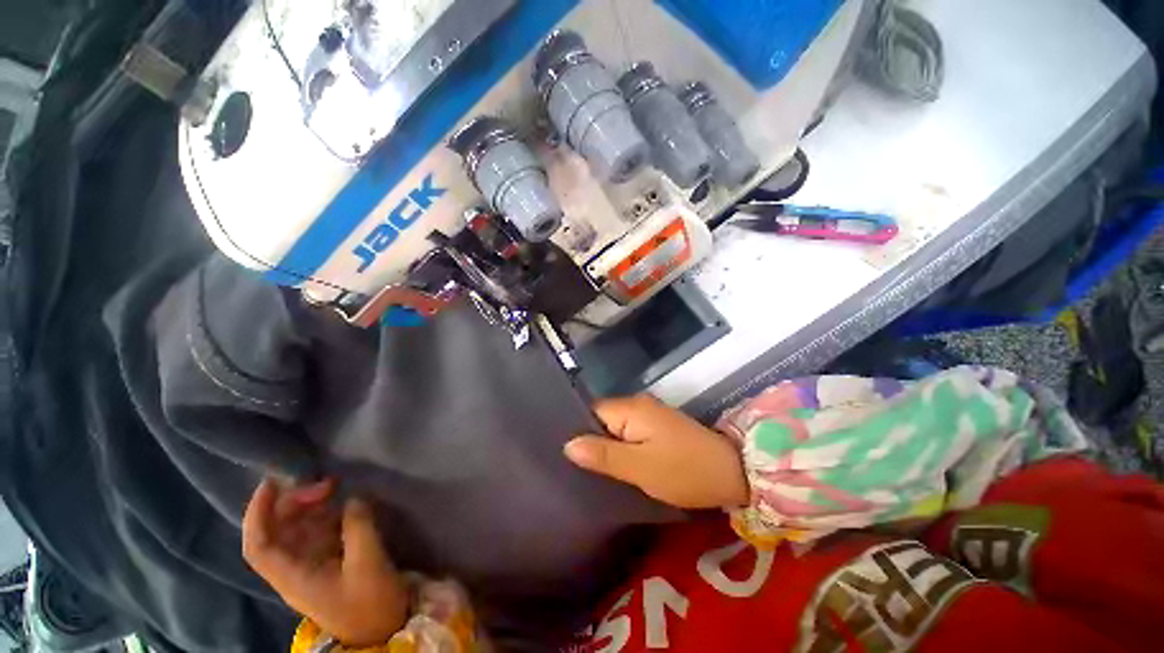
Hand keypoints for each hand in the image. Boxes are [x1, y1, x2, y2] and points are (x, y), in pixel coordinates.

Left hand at [242, 478, 408, 646]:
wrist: (382, 628)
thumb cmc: (369, 603)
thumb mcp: (367, 564)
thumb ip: (358, 527)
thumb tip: (353, 497)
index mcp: (292, 576)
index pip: (259, 545)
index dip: (257, 514)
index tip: (273, 482)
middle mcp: (294, 568)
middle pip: (278, 531)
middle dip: (294, 502)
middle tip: (326, 484)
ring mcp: (311, 563)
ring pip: (297, 529)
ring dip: (310, 505)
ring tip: (333, 486)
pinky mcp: (329, 560)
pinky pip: (318, 530)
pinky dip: (326, 513)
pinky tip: (342, 503)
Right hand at [565, 394, 749, 509]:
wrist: (732, 473)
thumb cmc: (684, 470)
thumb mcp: (640, 467)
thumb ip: (603, 455)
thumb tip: (568, 444)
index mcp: (631, 408)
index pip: (591, 411)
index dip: (577, 430)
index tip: (564, 455)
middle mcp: (638, 405)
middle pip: (602, 419)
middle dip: (590, 441)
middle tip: (576, 468)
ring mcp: (650, 416)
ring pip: (615, 428)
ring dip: (605, 447)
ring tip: (589, 471)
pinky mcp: (658, 428)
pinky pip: (629, 434)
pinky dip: (621, 448)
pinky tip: (614, 466)